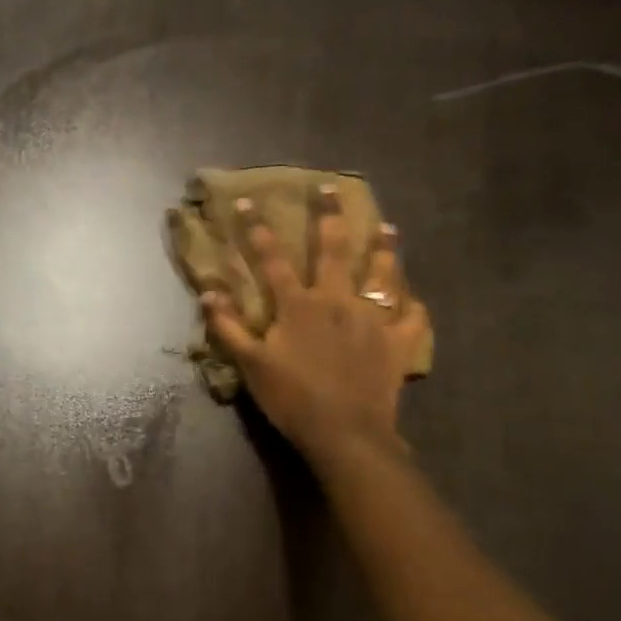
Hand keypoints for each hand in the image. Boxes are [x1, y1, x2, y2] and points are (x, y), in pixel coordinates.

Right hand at [203, 186, 428, 465]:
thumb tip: (208, 292)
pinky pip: (411, 316)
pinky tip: (411, 298)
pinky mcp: (398, 342)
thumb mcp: (250, 364)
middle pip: (334, 251)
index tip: (250, 202)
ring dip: (383, 249)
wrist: (344, 431)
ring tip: (388, 228)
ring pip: (381, 274)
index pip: (272, 259)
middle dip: (330, 217)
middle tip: (332, 189)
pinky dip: (412, 305)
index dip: (259, 229)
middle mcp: (337, 301)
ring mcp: (373, 319)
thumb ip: (228, 327)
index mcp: (298, 305)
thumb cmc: (292, 398)